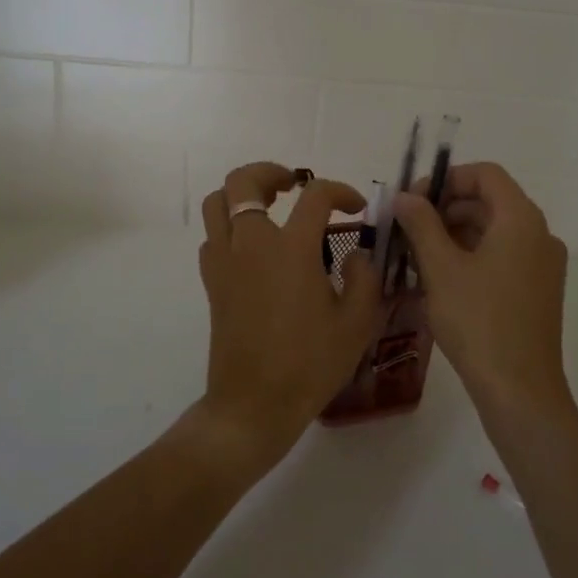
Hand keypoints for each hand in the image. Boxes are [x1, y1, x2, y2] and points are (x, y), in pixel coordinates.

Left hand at [197, 163, 381, 468]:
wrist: (254, 404)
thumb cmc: (310, 364)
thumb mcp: (357, 322)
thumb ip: (365, 278)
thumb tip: (358, 254)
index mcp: (292, 249)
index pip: (315, 195)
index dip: (340, 191)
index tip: (356, 207)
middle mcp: (252, 244)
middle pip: (243, 182)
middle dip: (270, 172)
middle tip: (294, 185)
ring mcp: (225, 262)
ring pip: (217, 204)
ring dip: (242, 195)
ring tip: (269, 206)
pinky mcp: (212, 283)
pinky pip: (212, 237)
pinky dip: (230, 228)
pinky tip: (254, 248)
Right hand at [393, 163, 569, 413]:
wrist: (520, 391)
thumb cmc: (478, 322)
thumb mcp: (441, 269)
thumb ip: (421, 224)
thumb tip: (404, 196)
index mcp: (521, 219)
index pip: (486, 174)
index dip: (447, 179)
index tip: (413, 200)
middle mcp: (540, 233)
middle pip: (490, 201)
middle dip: (446, 207)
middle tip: (408, 227)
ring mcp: (543, 264)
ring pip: (495, 230)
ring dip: (456, 233)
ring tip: (417, 253)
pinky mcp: (539, 290)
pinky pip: (503, 255)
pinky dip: (472, 255)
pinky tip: (441, 277)